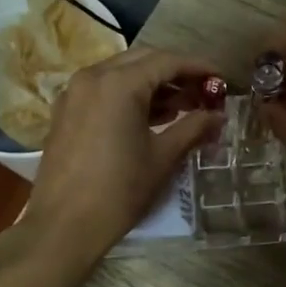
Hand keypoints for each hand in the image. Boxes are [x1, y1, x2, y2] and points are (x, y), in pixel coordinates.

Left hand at [27, 47, 224, 265]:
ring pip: (122, 74)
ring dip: (153, 84)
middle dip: (176, 73)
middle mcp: (93, 77)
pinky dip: (129, 96)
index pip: (167, 61)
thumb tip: (218, 116)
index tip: (221, 79)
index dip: (198, 68)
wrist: (63, 225)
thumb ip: (193, 128)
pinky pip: (104, 90)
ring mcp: (75, 93)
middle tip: (203, 93)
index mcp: (119, 83)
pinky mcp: (66, 111)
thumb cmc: (119, 190)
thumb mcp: (162, 157)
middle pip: (143, 60)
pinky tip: (151, 118)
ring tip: (183, 107)